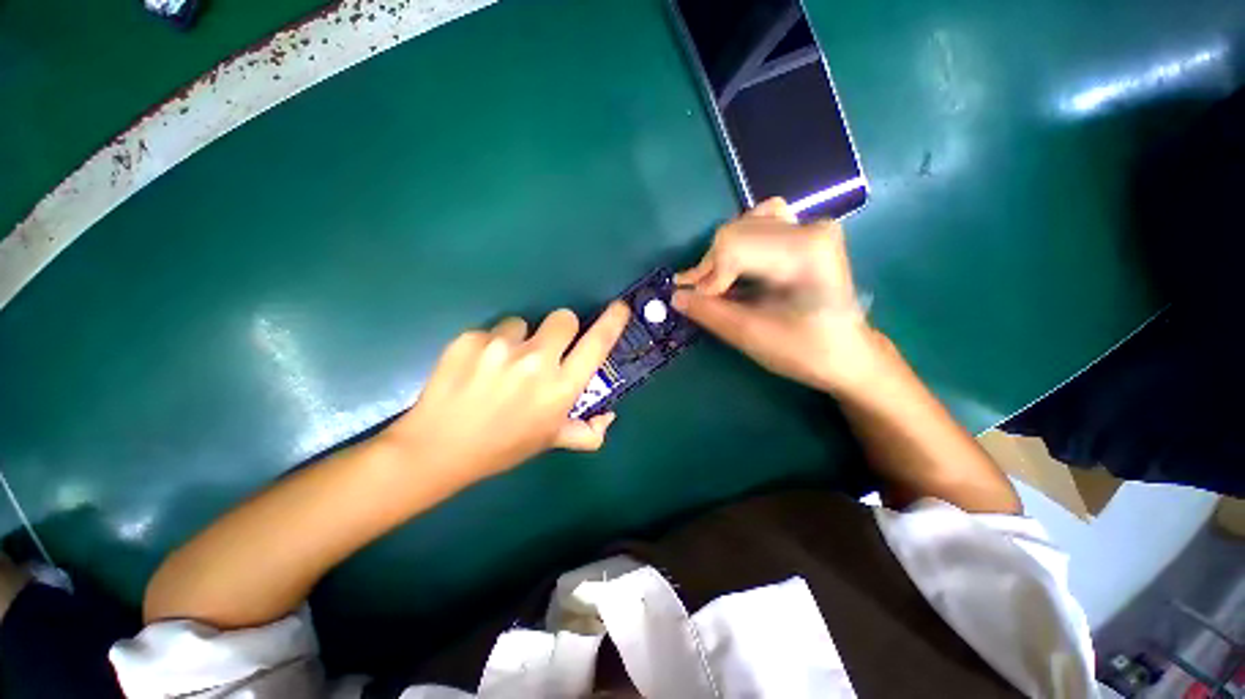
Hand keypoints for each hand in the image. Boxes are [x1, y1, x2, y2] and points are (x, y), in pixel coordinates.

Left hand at [383, 302, 630, 484]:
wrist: (438, 449)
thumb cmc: (502, 447)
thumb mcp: (550, 440)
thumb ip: (586, 431)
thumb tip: (608, 417)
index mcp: (561, 388)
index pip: (597, 344)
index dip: (612, 321)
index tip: (619, 307)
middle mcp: (536, 362)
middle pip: (563, 317)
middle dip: (560, 329)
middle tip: (545, 350)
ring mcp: (501, 347)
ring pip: (523, 323)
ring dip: (520, 339)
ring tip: (501, 366)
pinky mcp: (470, 339)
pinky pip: (491, 331)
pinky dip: (489, 345)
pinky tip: (475, 369)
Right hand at [673, 198, 882, 393]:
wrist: (848, 354)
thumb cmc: (805, 351)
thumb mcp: (751, 336)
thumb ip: (710, 313)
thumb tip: (675, 296)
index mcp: (805, 252)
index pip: (734, 247)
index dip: (707, 276)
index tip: (695, 301)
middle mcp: (809, 227)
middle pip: (735, 233)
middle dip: (710, 267)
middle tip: (699, 296)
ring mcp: (810, 225)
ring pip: (743, 225)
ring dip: (721, 256)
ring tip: (716, 284)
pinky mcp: (806, 232)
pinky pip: (761, 222)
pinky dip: (740, 241)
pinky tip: (737, 263)